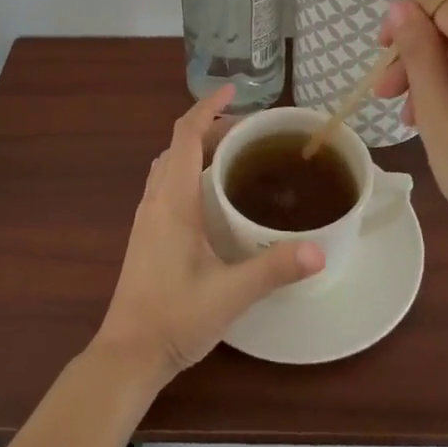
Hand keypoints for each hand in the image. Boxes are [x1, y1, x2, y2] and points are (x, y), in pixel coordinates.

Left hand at [93, 85, 323, 380]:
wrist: (127, 355)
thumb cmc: (175, 318)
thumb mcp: (230, 294)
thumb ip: (274, 269)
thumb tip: (320, 250)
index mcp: (173, 200)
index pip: (186, 135)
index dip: (208, 107)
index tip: (233, 91)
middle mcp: (156, 199)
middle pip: (178, 144)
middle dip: (210, 127)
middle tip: (249, 130)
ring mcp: (147, 217)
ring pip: (169, 163)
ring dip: (197, 147)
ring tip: (234, 154)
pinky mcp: (147, 234)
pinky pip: (167, 183)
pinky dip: (189, 169)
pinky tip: (213, 195)